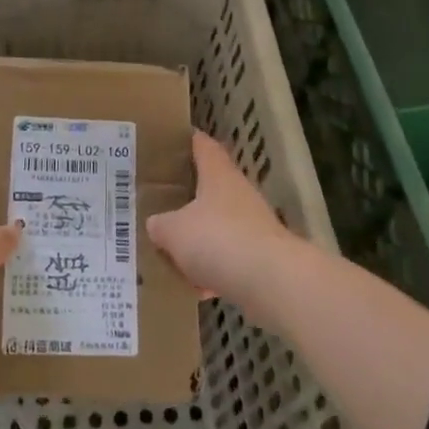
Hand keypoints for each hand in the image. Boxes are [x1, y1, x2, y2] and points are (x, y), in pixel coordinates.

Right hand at [146, 131, 299, 316]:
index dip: (190, 141)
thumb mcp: (174, 231)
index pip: (204, 146)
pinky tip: (198, 289)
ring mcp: (254, 225)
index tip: (175, 140)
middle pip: (212, 187)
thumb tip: (156, 224)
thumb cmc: (218, 239)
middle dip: (190, 196)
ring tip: (174, 252)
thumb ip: (161, 225)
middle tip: (162, 201)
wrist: (272, 281)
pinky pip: (230, 258)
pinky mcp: (262, 256)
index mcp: (217, 175)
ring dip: (201, 237)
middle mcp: (238, 193)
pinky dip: (215, 270)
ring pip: (220, 225)